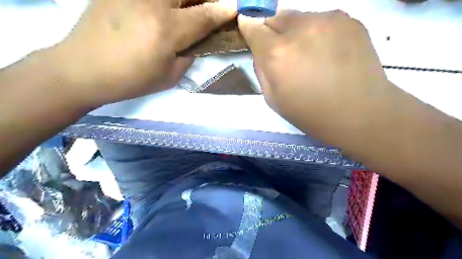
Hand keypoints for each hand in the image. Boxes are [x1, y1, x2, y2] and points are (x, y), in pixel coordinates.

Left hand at [46, 0, 234, 106]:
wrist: (84, 68)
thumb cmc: (132, 79)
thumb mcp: (170, 76)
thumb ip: (190, 53)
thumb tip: (200, 38)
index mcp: (168, 31)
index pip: (205, 15)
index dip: (224, 10)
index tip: (235, 7)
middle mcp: (153, 2)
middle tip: (210, 7)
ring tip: (187, 9)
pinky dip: (167, 1)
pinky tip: (166, 9)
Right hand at [239, 11, 393, 139]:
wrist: (360, 112)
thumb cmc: (311, 113)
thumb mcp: (273, 100)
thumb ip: (261, 70)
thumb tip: (260, 51)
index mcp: (277, 53)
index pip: (253, 27)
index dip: (249, 29)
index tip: (251, 33)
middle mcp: (300, 29)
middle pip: (275, 17)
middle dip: (273, 33)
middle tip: (284, 53)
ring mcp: (327, 20)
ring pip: (299, 18)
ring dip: (296, 32)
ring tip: (310, 54)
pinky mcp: (349, 20)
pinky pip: (322, 20)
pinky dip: (318, 33)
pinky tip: (329, 52)